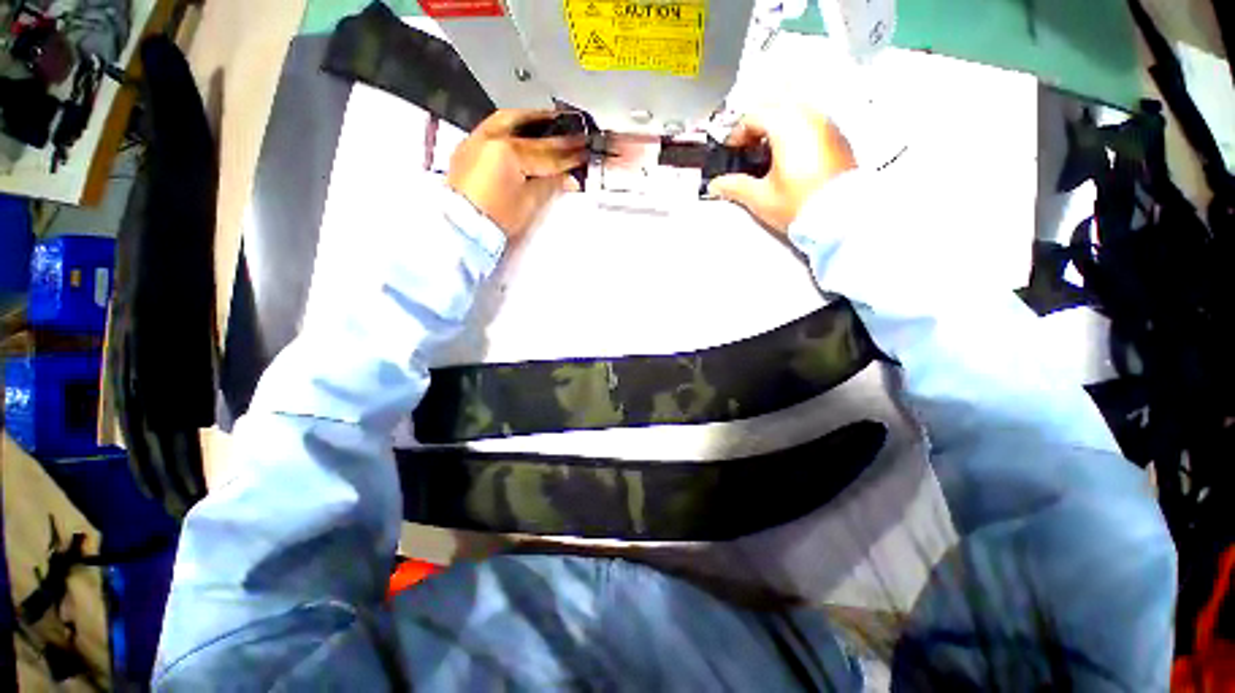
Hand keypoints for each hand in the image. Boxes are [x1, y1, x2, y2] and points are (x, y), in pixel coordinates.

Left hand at [448, 110, 587, 238]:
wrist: (461, 227)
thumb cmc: (497, 218)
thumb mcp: (529, 203)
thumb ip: (550, 184)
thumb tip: (569, 178)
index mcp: (508, 151)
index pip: (546, 153)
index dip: (569, 154)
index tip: (585, 150)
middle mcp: (490, 137)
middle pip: (528, 131)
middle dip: (551, 129)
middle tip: (570, 128)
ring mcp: (476, 139)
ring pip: (508, 121)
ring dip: (530, 121)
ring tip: (548, 123)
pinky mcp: (468, 147)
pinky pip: (494, 128)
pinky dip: (512, 127)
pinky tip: (522, 133)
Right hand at [708, 109, 856, 232]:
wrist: (840, 218)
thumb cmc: (801, 205)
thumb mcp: (760, 198)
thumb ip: (734, 187)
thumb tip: (716, 185)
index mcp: (787, 125)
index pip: (753, 115)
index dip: (736, 133)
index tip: (731, 151)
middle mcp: (809, 116)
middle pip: (775, 105)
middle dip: (756, 124)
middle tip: (746, 148)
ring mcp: (827, 124)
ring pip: (795, 109)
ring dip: (776, 124)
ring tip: (766, 153)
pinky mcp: (837, 137)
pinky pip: (811, 121)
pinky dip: (795, 130)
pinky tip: (788, 156)